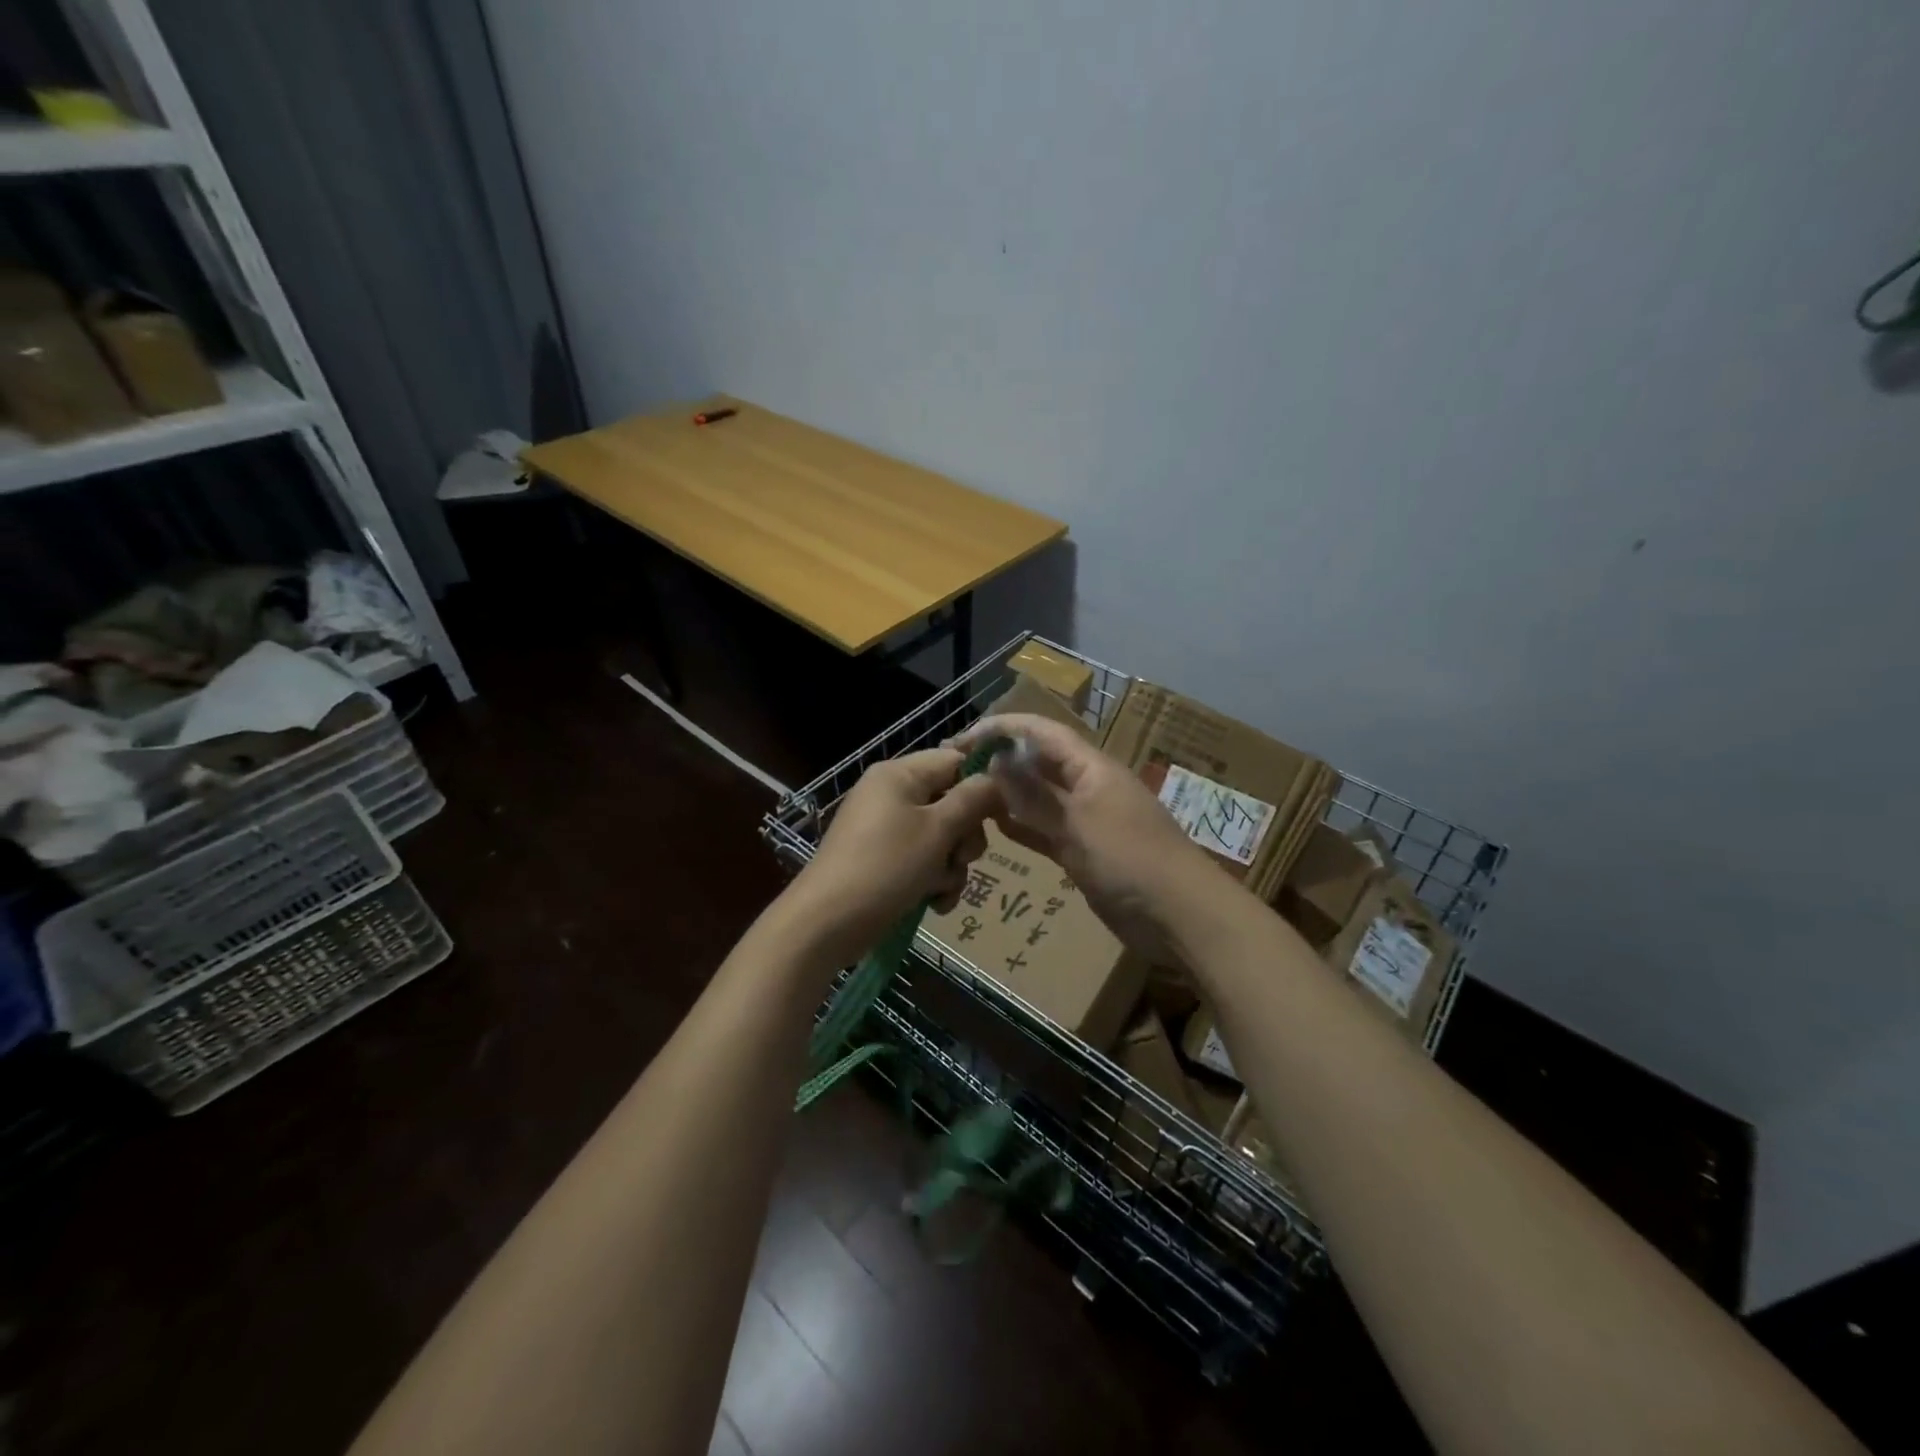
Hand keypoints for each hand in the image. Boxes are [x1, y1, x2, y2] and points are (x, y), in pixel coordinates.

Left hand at [786, 748, 1000, 966]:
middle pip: (951, 803)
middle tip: (959, 858)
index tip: (998, 817)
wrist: (827, 923)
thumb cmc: (886, 866)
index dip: (980, 786)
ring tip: (940, 889)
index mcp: (900, 775)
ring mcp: (885, 830)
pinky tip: (933, 904)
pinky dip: (932, 882)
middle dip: (964, 837)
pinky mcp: (883, 862)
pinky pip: (922, 862)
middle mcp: (891, 795)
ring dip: (951, 867)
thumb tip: (995, 780)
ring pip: (941, 838)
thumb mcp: (937, 830)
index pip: (955, 761)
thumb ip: (972, 800)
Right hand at [950, 713, 1214, 957]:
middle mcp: (1087, 786)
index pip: (1040, 732)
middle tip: (954, 772)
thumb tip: (995, 759)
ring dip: (1007, 795)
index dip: (1001, 729)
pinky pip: (1045, 830)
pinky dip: (1022, 826)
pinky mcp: (1084, 853)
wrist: (1180, 917)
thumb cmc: (1130, 860)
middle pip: (1037, 762)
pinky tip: (993, 828)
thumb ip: (1035, 794)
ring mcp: (1086, 821)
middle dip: (999, 761)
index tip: (961, 740)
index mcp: (1090, 767)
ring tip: (965, 797)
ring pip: (1038, 798)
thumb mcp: (1078, 822)